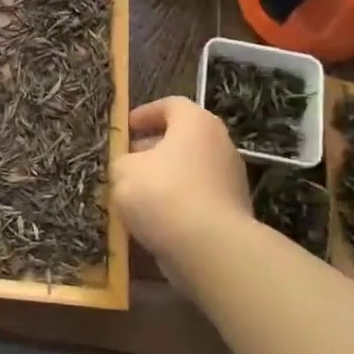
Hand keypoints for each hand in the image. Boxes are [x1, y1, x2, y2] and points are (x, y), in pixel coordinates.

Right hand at [111, 97, 249, 265]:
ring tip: (133, 197)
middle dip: (150, 150)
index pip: (171, 105)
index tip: (124, 130)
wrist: (210, 249)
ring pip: (188, 172)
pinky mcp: (232, 212)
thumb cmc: (162, 194)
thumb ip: (122, 161)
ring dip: (162, 180)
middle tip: (124, 164)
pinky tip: (152, 221)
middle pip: (181, 139)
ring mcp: (230, 180)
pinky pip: (196, 200)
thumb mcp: (123, 170)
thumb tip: (130, 166)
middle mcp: (220, 145)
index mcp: (196, 123)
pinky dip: (175, 205)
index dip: (144, 114)